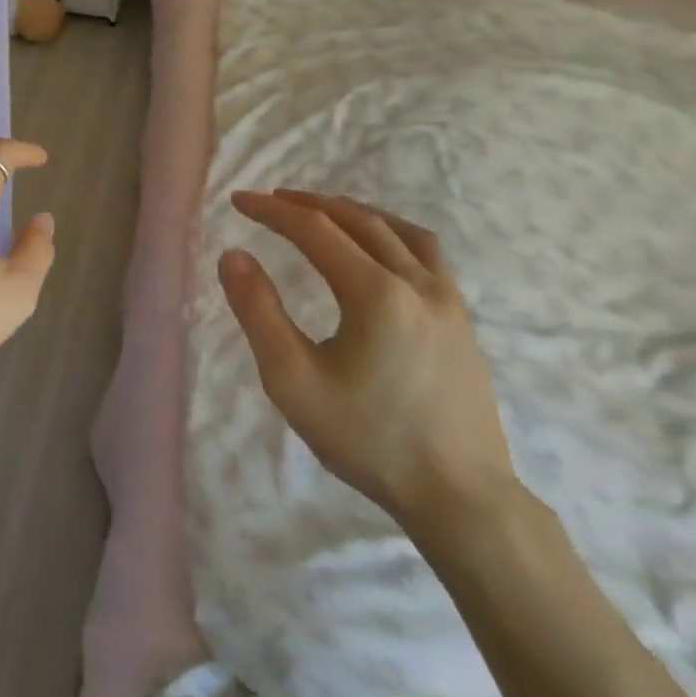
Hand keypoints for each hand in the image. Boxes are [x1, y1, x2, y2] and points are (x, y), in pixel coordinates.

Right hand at [218, 190, 518, 536]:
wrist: (460, 496)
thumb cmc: (367, 439)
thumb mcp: (292, 380)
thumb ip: (258, 312)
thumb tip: (233, 255)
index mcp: (375, 293)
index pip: (314, 229)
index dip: (271, 211)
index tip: (238, 201)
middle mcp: (416, 282)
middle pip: (357, 220)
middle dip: (309, 204)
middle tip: (272, 200)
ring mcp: (448, 300)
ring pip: (397, 231)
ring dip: (353, 212)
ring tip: (322, 212)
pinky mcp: (462, 320)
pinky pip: (426, 253)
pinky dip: (391, 233)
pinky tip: (379, 249)